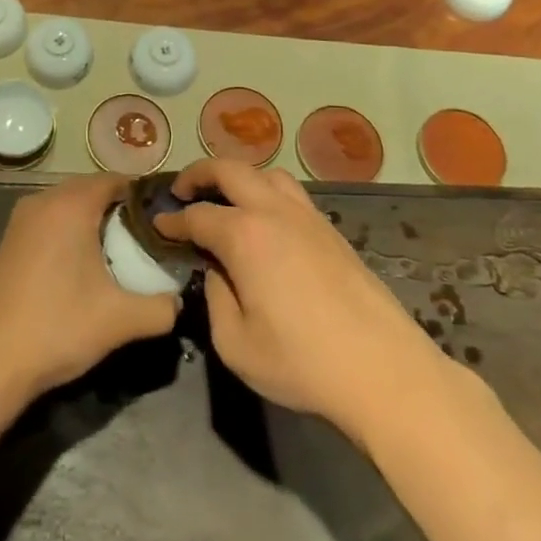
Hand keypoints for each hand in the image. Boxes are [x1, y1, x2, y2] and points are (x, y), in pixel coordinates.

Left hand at [0, 174, 180, 402]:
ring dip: (92, 221)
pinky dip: (68, 233)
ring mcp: (20, 220)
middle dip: (119, 209)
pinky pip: (48, 222)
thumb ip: (162, 307)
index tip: (164, 220)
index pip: (115, 180)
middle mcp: (43, 201)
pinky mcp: (8, 242)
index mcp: (70, 205)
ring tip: (117, 254)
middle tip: (145, 240)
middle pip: (90, 189)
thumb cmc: (58, 328)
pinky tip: (81, 268)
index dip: (142, 196)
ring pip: (67, 206)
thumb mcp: (121, 321)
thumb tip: (179, 302)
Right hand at [156, 158, 445, 441]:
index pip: (197, 215)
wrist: (383, 370)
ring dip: (238, 176)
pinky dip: (267, 190)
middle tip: (182, 191)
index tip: (157, 226)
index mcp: (244, 235)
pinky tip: (265, 219)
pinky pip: (291, 192)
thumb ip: (216, 299)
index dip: (173, 221)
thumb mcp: (236, 344)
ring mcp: (307, 216)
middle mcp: (273, 211)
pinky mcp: (331, 229)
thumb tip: (217, 272)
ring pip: (266, 173)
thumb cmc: (302, 362)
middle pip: (230, 170)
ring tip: (225, 197)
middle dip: (199, 174)